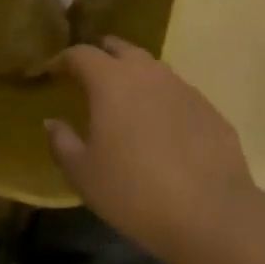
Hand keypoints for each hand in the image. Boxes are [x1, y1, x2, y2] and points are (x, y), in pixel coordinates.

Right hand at [47, 37, 260, 263]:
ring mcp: (182, 88)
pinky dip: (162, 100)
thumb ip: (62, 142)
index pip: (80, 54)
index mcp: (110, 81)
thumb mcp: (84, 174)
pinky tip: (162, 128)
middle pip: (120, 48)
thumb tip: (52, 122)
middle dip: (102, 55)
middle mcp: (146, 73)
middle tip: (89, 75)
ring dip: (134, 76)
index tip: (51, 72)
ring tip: (125, 99)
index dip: (62, 60)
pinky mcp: (209, 110)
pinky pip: (177, 94)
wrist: (213, 216)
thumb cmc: (135, 192)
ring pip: (152, 68)